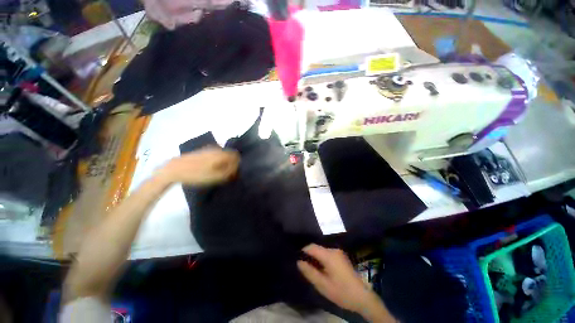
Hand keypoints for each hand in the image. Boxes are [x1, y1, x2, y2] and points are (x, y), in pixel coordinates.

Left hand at [157, 147, 239, 185]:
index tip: (234, 172)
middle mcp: (217, 149)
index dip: (237, 164)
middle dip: (231, 163)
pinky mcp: (202, 151)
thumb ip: (229, 171)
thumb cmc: (197, 174)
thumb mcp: (216, 176)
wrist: (174, 169)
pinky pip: (216, 155)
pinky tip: (211, 168)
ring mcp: (209, 149)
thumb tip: (237, 168)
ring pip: (222, 155)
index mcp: (221, 153)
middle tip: (227, 174)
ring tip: (219, 172)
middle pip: (230, 154)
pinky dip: (217, 161)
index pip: (236, 156)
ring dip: (224, 162)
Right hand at [297, 244, 394, 321]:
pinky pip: (328, 254)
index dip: (303, 251)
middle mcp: (334, 250)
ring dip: (316, 258)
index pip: (311, 247)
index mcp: (329, 255)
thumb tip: (299, 262)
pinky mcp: (341, 256)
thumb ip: (309, 272)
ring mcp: (339, 252)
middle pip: (317, 248)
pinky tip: (322, 270)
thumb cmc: (341, 292)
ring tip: (312, 270)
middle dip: (310, 256)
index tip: (298, 259)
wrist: (362, 297)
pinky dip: (322, 259)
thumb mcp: (322, 285)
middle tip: (305, 268)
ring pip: (322, 251)